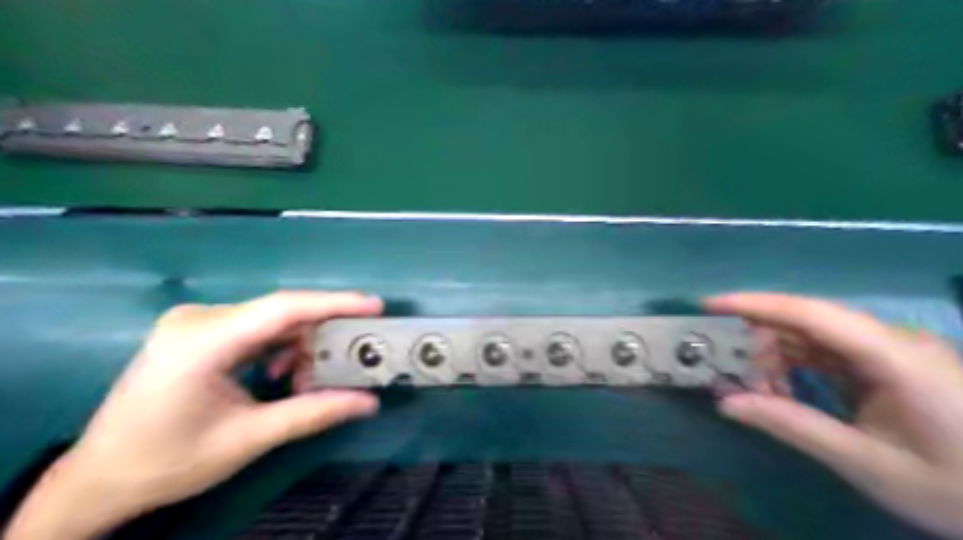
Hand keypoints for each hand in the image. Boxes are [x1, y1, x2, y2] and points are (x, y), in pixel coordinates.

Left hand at [2, 290, 383, 539]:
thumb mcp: (249, 439)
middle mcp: (199, 319)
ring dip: (300, 347)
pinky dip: (280, 349)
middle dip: (319, 337)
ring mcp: (197, 322)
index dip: (334, 304)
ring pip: (272, 321)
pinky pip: (257, 328)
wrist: (99, 478)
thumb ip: (314, 413)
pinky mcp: (200, 331)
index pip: (283, 309)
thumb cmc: (168, 461)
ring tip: (307, 383)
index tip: (375, 306)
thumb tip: (369, 402)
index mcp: (202, 341)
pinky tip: (282, 375)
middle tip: (346, 364)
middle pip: (281, 313)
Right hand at [705, 296, 962, 539]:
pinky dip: (799, 368)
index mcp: (895, 357)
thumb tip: (726, 404)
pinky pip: (831, 354)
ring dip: (778, 357)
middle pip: (808, 321)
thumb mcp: (870, 464)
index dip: (755, 304)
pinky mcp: (891, 365)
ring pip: (815, 337)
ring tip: (756, 388)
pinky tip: (785, 391)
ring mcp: (893, 352)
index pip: (810, 313)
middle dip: (761, 340)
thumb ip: (794, 427)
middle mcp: (892, 342)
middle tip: (731, 371)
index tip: (708, 305)